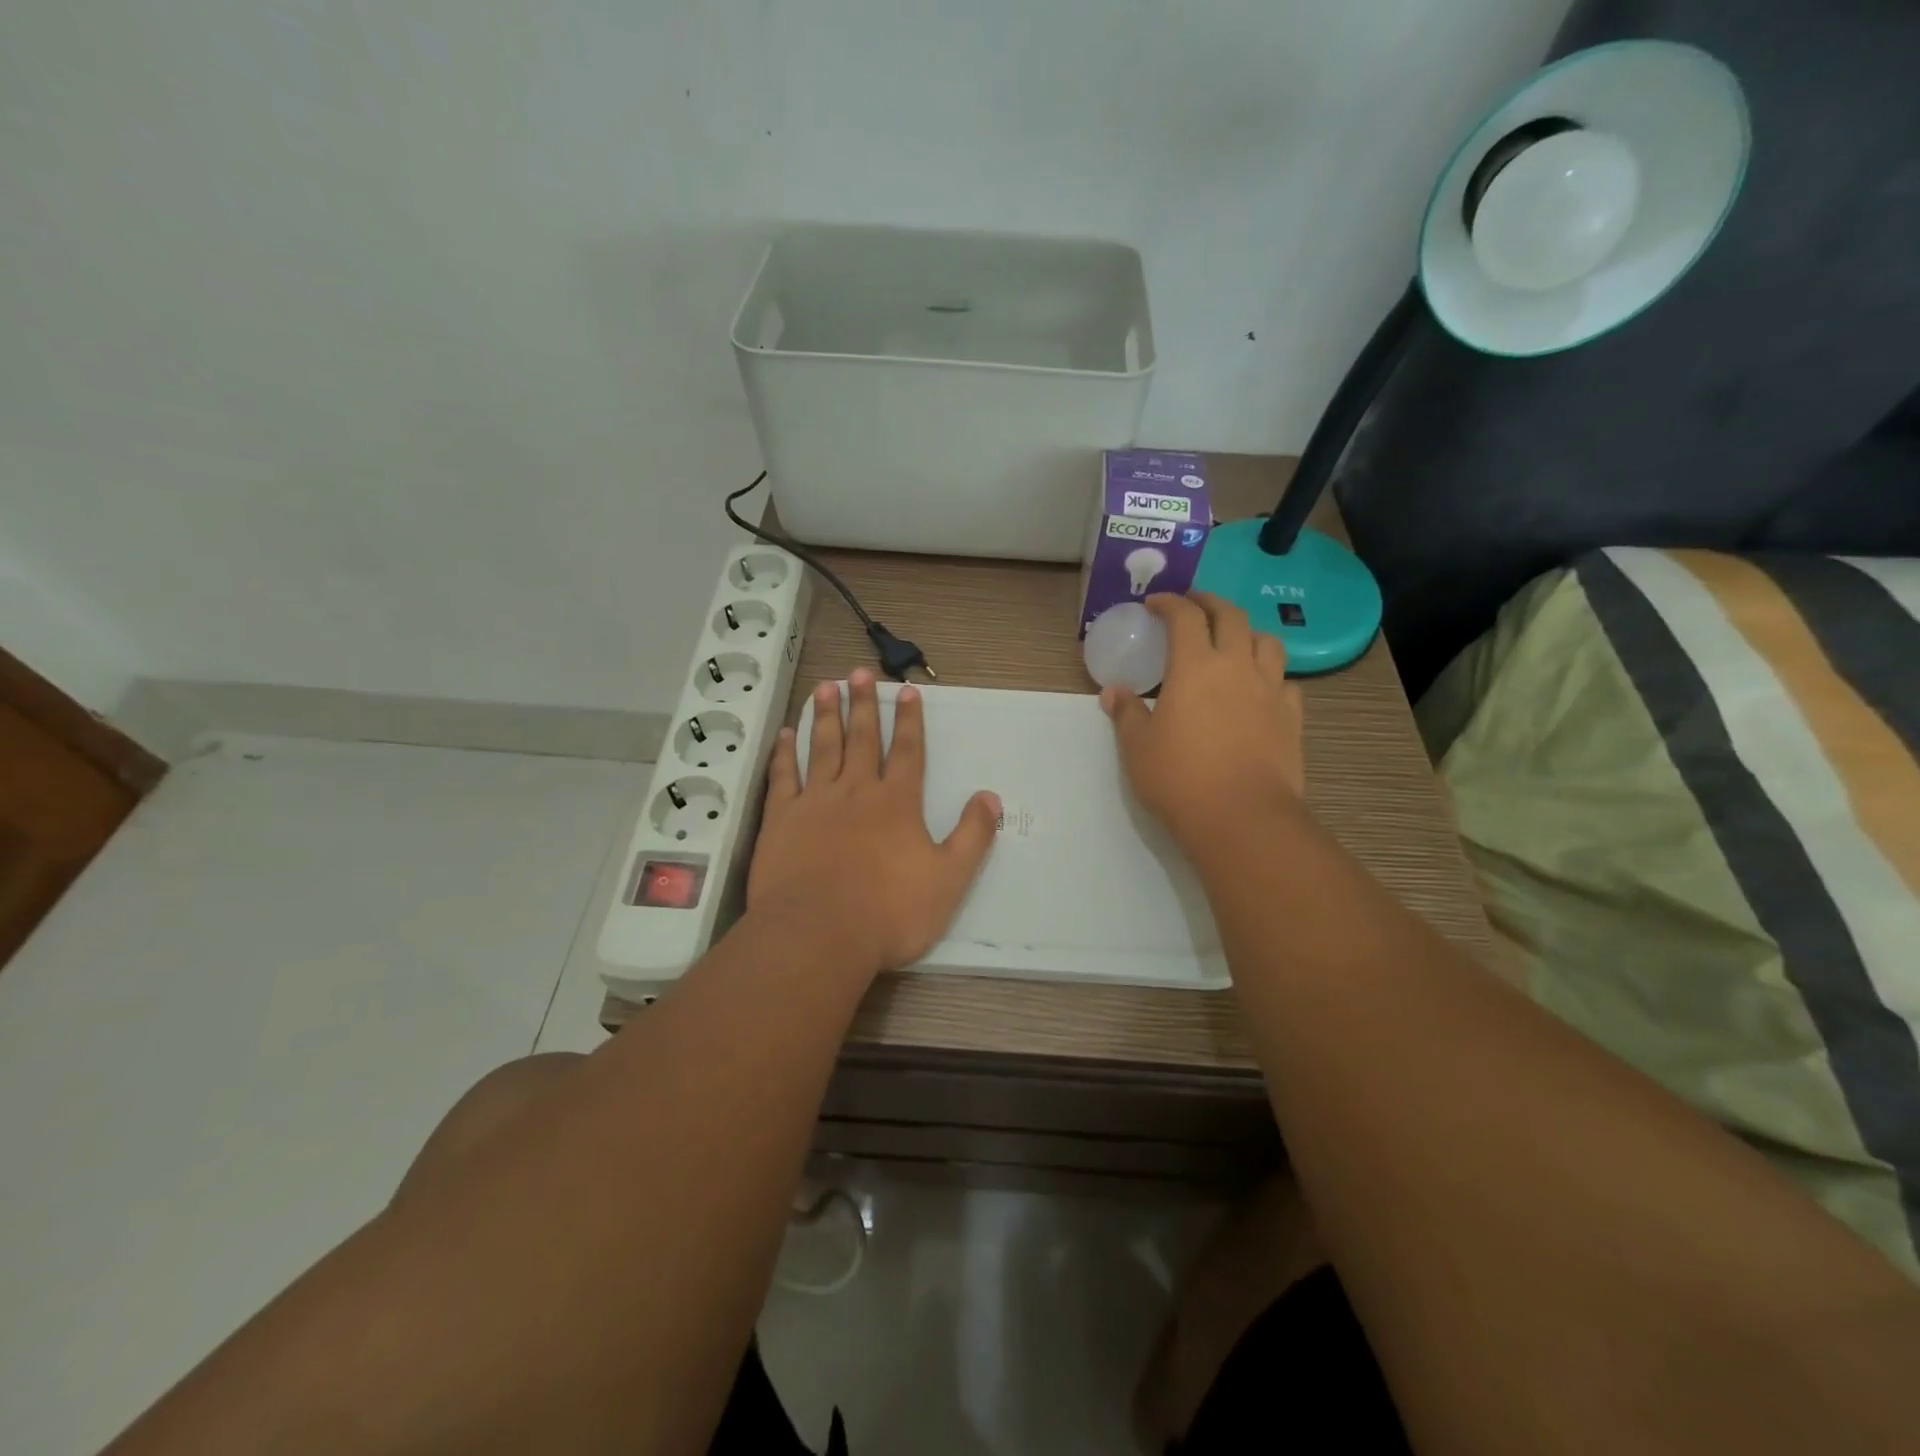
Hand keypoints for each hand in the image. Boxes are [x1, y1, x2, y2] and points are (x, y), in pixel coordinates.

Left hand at [750, 668, 1001, 977]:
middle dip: (863, 704)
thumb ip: (972, 836)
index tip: (907, 690)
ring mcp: (815, 802)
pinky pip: (784, 777)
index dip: (909, 720)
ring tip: (826, 685)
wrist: (818, 935)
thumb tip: (990, 797)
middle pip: (862, 739)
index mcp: (897, 803)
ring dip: (826, 715)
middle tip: (859, 672)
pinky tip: (786, 735)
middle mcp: (856, 792)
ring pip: (822, 748)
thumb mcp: (949, 879)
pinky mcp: (781, 820)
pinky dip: (785, 754)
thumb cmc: (889, 912)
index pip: (907, 751)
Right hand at [1101, 592, 1305, 855]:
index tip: (1155, 603)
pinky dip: (1271, 676)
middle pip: (1231, 616)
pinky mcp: (1292, 717)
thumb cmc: (1179, 778)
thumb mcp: (1138, 747)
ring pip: (1268, 642)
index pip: (1185, 616)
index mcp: (1195, 666)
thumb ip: (1126, 713)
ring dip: (1248, 633)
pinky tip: (1260, 689)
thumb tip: (1113, 692)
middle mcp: (1237, 667)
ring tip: (1233, 642)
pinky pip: (1286, 682)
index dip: (1169, 603)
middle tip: (1194, 604)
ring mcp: (1270, 690)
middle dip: (1210, 602)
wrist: (1242, 817)